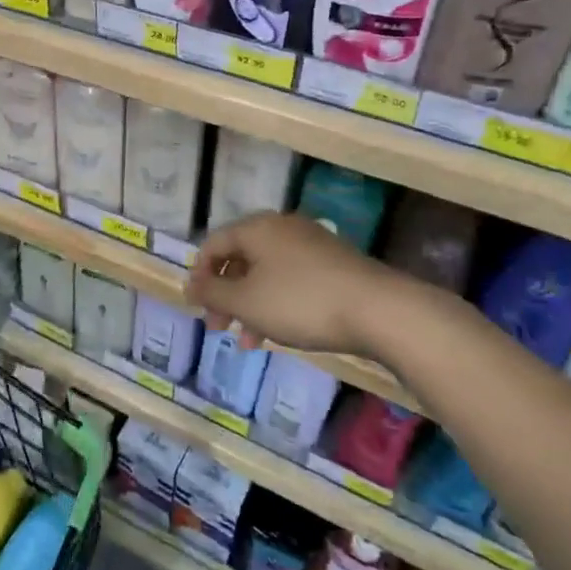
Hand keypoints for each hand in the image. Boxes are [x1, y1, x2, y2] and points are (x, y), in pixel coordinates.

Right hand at [185, 212, 438, 355]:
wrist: (379, 310)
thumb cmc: (301, 302)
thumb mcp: (247, 302)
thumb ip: (213, 292)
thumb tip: (191, 284)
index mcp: (256, 228)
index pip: (213, 244)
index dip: (199, 275)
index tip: (196, 307)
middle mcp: (281, 228)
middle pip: (240, 259)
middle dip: (225, 295)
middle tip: (219, 327)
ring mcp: (310, 244)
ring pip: (266, 273)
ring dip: (251, 306)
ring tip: (248, 342)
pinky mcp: (334, 264)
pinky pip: (291, 280)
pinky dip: (277, 303)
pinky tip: (280, 333)